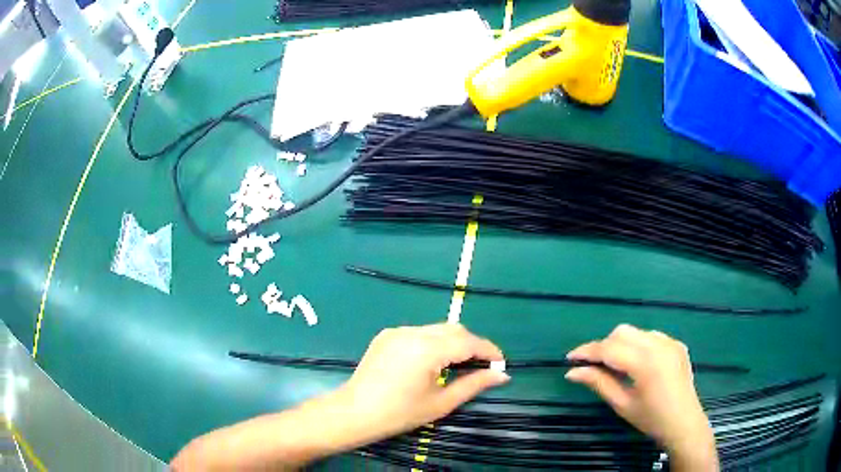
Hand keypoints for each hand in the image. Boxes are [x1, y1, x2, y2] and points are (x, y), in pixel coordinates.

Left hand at [337, 323, 509, 438]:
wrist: (355, 412)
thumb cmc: (400, 413)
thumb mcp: (441, 403)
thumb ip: (474, 384)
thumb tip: (502, 375)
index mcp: (427, 349)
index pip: (468, 341)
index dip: (488, 350)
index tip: (501, 362)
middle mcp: (413, 332)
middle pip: (453, 330)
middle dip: (472, 344)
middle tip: (481, 366)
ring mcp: (397, 331)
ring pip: (436, 329)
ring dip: (453, 342)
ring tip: (458, 365)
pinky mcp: (386, 335)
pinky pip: (418, 332)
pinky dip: (432, 342)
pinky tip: (430, 362)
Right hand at [565, 324, 717, 470]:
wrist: (683, 423)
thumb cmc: (650, 419)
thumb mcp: (622, 404)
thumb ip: (599, 383)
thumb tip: (572, 372)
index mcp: (645, 362)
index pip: (609, 348)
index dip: (587, 351)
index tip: (569, 359)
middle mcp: (659, 345)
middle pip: (622, 332)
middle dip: (604, 345)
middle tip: (593, 366)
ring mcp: (670, 342)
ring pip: (637, 332)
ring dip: (621, 344)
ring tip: (616, 365)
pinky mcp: (677, 344)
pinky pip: (652, 336)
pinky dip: (639, 345)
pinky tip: (638, 363)